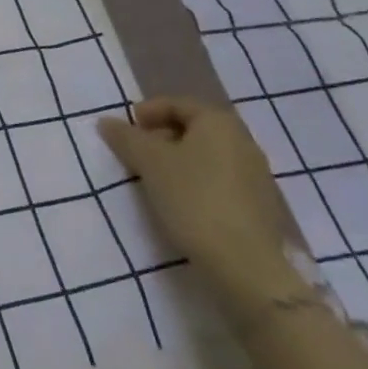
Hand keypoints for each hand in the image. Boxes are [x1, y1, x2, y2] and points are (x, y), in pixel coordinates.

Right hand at [97, 97, 304, 315]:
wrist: (245, 264)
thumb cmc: (193, 199)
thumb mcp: (149, 163)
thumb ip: (125, 138)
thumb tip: (107, 122)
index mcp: (218, 122)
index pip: (177, 104)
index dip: (147, 112)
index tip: (126, 130)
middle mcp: (242, 141)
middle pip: (193, 128)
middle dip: (161, 137)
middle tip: (136, 154)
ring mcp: (256, 174)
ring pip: (207, 155)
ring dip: (178, 161)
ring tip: (154, 180)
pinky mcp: (260, 205)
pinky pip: (220, 179)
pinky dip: (196, 181)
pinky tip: (181, 202)